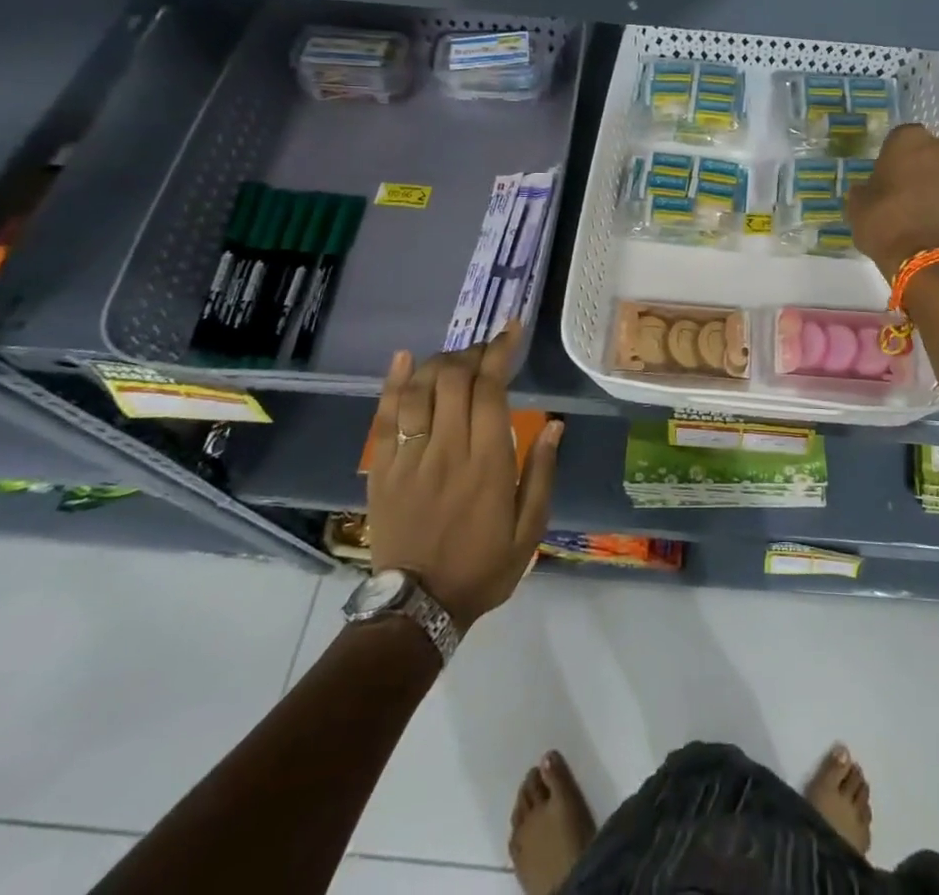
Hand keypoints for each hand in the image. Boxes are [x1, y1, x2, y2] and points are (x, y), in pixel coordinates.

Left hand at [364, 323, 561, 629]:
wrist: (418, 608)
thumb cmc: (483, 567)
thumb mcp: (530, 529)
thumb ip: (542, 473)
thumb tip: (556, 425)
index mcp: (488, 462)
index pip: (491, 389)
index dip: (500, 352)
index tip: (511, 330)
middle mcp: (447, 450)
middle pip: (454, 380)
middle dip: (472, 353)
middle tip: (486, 350)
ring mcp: (410, 458)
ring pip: (419, 390)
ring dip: (439, 362)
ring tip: (455, 358)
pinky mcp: (382, 469)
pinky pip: (383, 417)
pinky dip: (393, 383)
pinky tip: (404, 359)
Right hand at [846, 124, 938, 280]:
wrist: (924, 257)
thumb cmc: (884, 222)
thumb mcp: (857, 204)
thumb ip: (864, 188)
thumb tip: (869, 188)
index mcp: (908, 139)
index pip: (898, 137)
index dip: (890, 155)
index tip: (883, 172)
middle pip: (926, 149)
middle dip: (915, 163)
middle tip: (899, 185)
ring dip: (932, 179)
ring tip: (915, 203)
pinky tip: (928, 215)